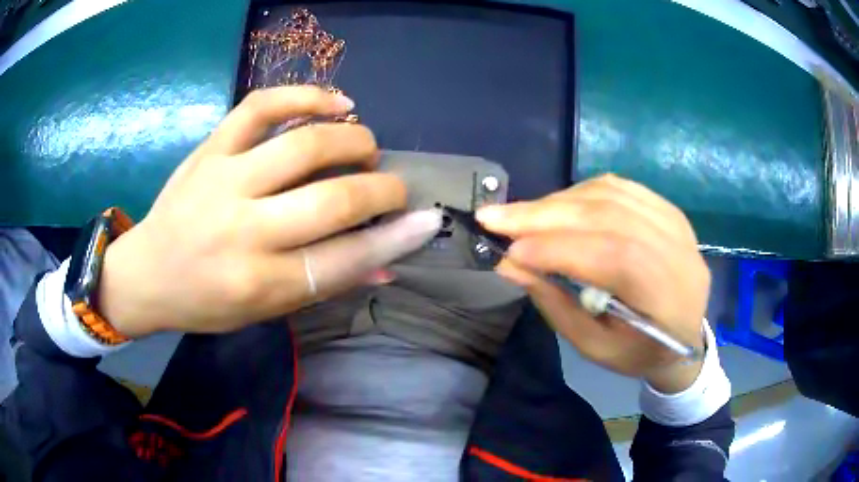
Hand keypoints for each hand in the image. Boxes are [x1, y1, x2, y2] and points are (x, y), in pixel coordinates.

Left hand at [98, 86, 440, 337]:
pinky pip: (261, 105)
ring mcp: (224, 181)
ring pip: (305, 145)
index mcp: (259, 283)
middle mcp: (244, 231)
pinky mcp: (211, 149)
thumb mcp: (263, 310)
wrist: (147, 272)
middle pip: (333, 200)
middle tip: (393, 186)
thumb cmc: (206, 301)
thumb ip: (323, 283)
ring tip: (365, 145)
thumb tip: (386, 265)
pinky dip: (306, 95)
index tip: (426, 221)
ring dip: (353, 140)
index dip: (395, 239)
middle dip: (382, 188)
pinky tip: (336, 102)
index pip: (344, 260)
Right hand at [477, 174, 709, 392]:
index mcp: (666, 294)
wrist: (687, 337)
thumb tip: (510, 265)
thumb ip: (556, 305)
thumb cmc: (640, 352)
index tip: (507, 252)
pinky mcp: (667, 208)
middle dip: (543, 215)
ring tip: (519, 215)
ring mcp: (674, 221)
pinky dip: (579, 192)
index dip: (556, 249)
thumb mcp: (596, 347)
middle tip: (493, 217)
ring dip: (557, 202)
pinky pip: (619, 187)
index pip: (611, 255)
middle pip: (607, 215)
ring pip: (609, 194)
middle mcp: (675, 247)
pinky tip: (556, 205)